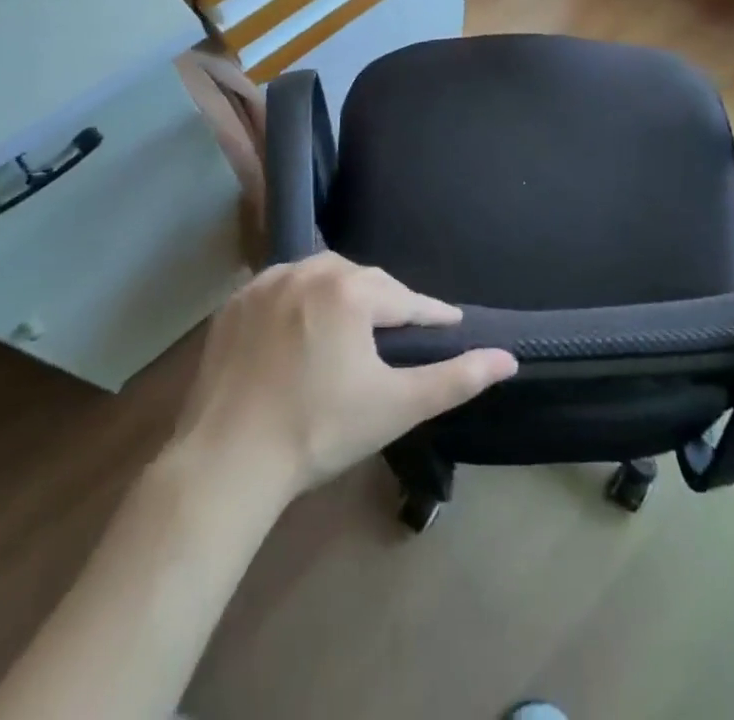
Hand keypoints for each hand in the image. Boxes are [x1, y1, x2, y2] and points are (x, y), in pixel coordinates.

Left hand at [174, 253, 516, 497]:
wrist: (225, 463)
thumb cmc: (319, 431)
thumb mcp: (395, 407)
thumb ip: (455, 378)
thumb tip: (509, 358)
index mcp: (351, 290)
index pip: (406, 298)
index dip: (433, 313)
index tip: (451, 321)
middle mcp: (309, 271)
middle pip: (364, 280)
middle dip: (387, 302)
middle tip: (401, 329)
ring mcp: (266, 283)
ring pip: (321, 276)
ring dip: (343, 293)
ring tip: (354, 323)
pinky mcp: (235, 303)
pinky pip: (281, 287)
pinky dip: (300, 299)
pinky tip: (302, 324)